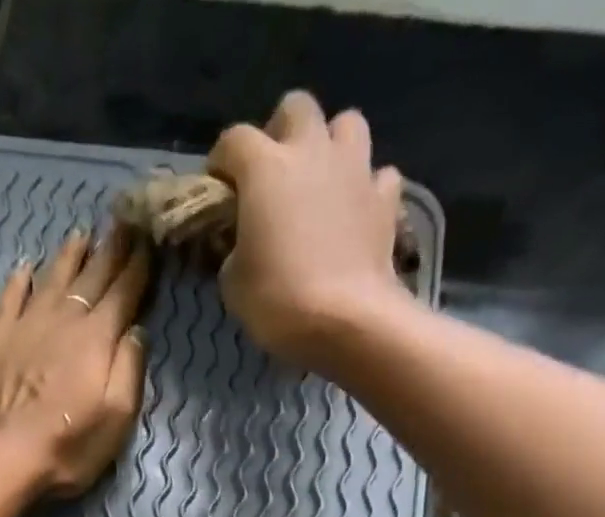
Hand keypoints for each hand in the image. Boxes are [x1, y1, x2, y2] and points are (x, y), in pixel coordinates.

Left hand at [0, 228, 150, 499]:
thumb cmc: (68, 446)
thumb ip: (129, 369)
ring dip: (70, 255)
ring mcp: (26, 325)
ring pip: (52, 278)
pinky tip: (26, 268)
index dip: (139, 266)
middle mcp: (64, 319)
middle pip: (92, 276)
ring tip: (82, 235)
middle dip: (111, 249)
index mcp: (97, 338)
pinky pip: (11, 297)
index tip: (151, 240)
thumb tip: (136, 329)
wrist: (2, 457)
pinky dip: (21, 280)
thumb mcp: (117, 418)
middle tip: (124, 222)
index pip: (124, 292)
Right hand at [207, 92, 406, 370]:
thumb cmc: (279, 301)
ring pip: (346, 125)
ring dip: (331, 145)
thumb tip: (243, 246)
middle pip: (296, 108)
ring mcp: (355, 170)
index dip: (222, 161)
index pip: (234, 140)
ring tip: (321, 180)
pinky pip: (379, 174)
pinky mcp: (385, 199)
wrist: (347, 320)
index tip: (219, 187)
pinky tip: (356, 210)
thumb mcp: (233, 284)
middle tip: (274, 172)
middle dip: (281, 131)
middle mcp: (311, 152)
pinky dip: (367, 187)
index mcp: (265, 168)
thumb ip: (234, 252)